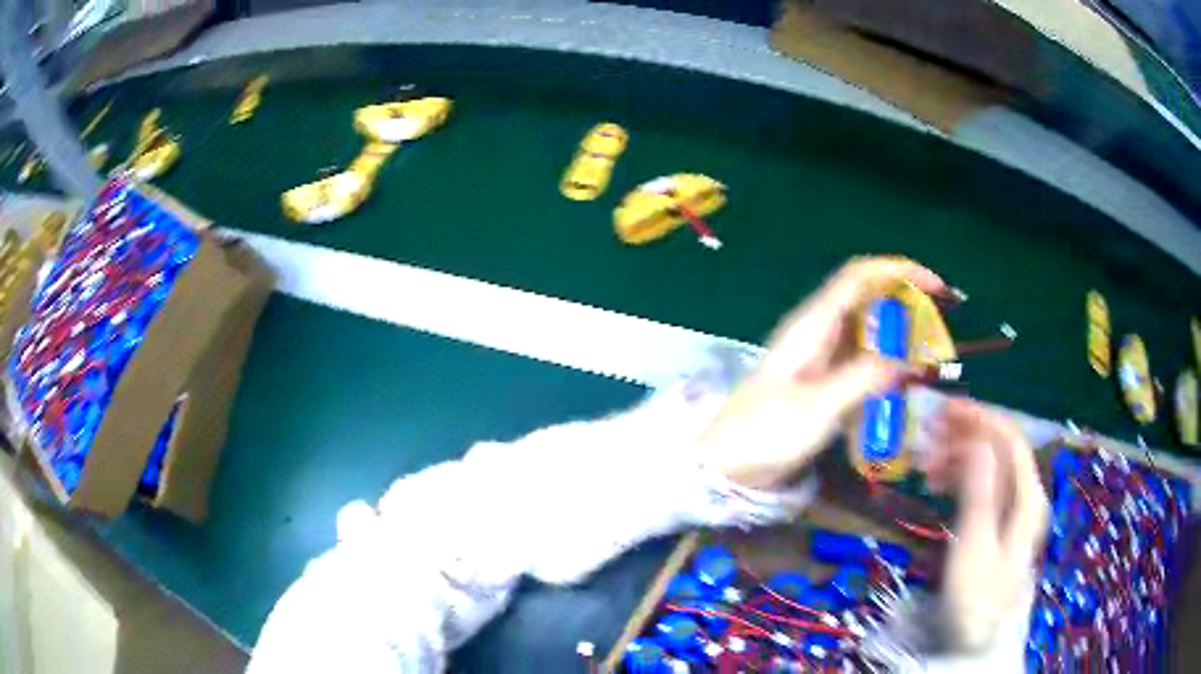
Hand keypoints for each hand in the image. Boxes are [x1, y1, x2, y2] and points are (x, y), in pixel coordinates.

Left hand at [699, 257, 946, 489]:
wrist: (725, 465)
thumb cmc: (763, 433)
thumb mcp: (817, 407)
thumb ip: (863, 378)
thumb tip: (909, 354)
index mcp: (813, 325)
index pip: (860, 277)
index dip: (900, 272)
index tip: (937, 287)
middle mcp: (819, 332)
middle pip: (870, 300)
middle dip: (907, 306)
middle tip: (939, 334)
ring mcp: (822, 358)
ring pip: (870, 332)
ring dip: (901, 338)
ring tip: (929, 360)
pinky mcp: (824, 383)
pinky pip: (864, 362)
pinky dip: (887, 365)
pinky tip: (903, 384)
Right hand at [923, 398, 1049, 650]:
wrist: (974, 639)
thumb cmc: (975, 596)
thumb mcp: (974, 547)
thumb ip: (980, 492)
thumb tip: (979, 442)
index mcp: (1027, 497)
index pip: (1010, 440)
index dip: (982, 418)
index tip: (946, 409)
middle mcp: (1024, 495)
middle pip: (999, 449)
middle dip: (965, 434)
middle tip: (927, 431)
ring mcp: (1011, 509)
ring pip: (988, 466)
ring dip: (957, 457)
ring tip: (923, 463)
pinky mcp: (997, 522)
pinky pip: (981, 487)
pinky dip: (959, 479)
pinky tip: (936, 484)